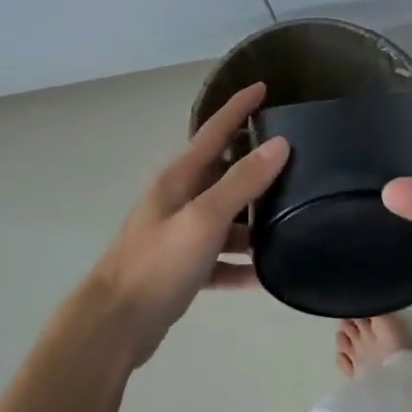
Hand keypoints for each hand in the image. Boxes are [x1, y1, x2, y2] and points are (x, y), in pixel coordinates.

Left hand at [86, 82, 289, 365]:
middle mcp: (179, 200)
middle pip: (224, 174)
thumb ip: (242, 182)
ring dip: (253, 221)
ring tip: (292, 220)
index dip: (238, 108)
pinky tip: (266, 275)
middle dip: (255, 166)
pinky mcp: (183, 269)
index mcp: (180, 179)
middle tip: (296, 160)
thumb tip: (279, 144)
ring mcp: (180, 235)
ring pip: (226, 219)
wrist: (115, 324)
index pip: (214, 131)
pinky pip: (220, 259)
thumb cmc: (158, 263)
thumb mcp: (205, 218)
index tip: (264, 87)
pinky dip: (241, 264)